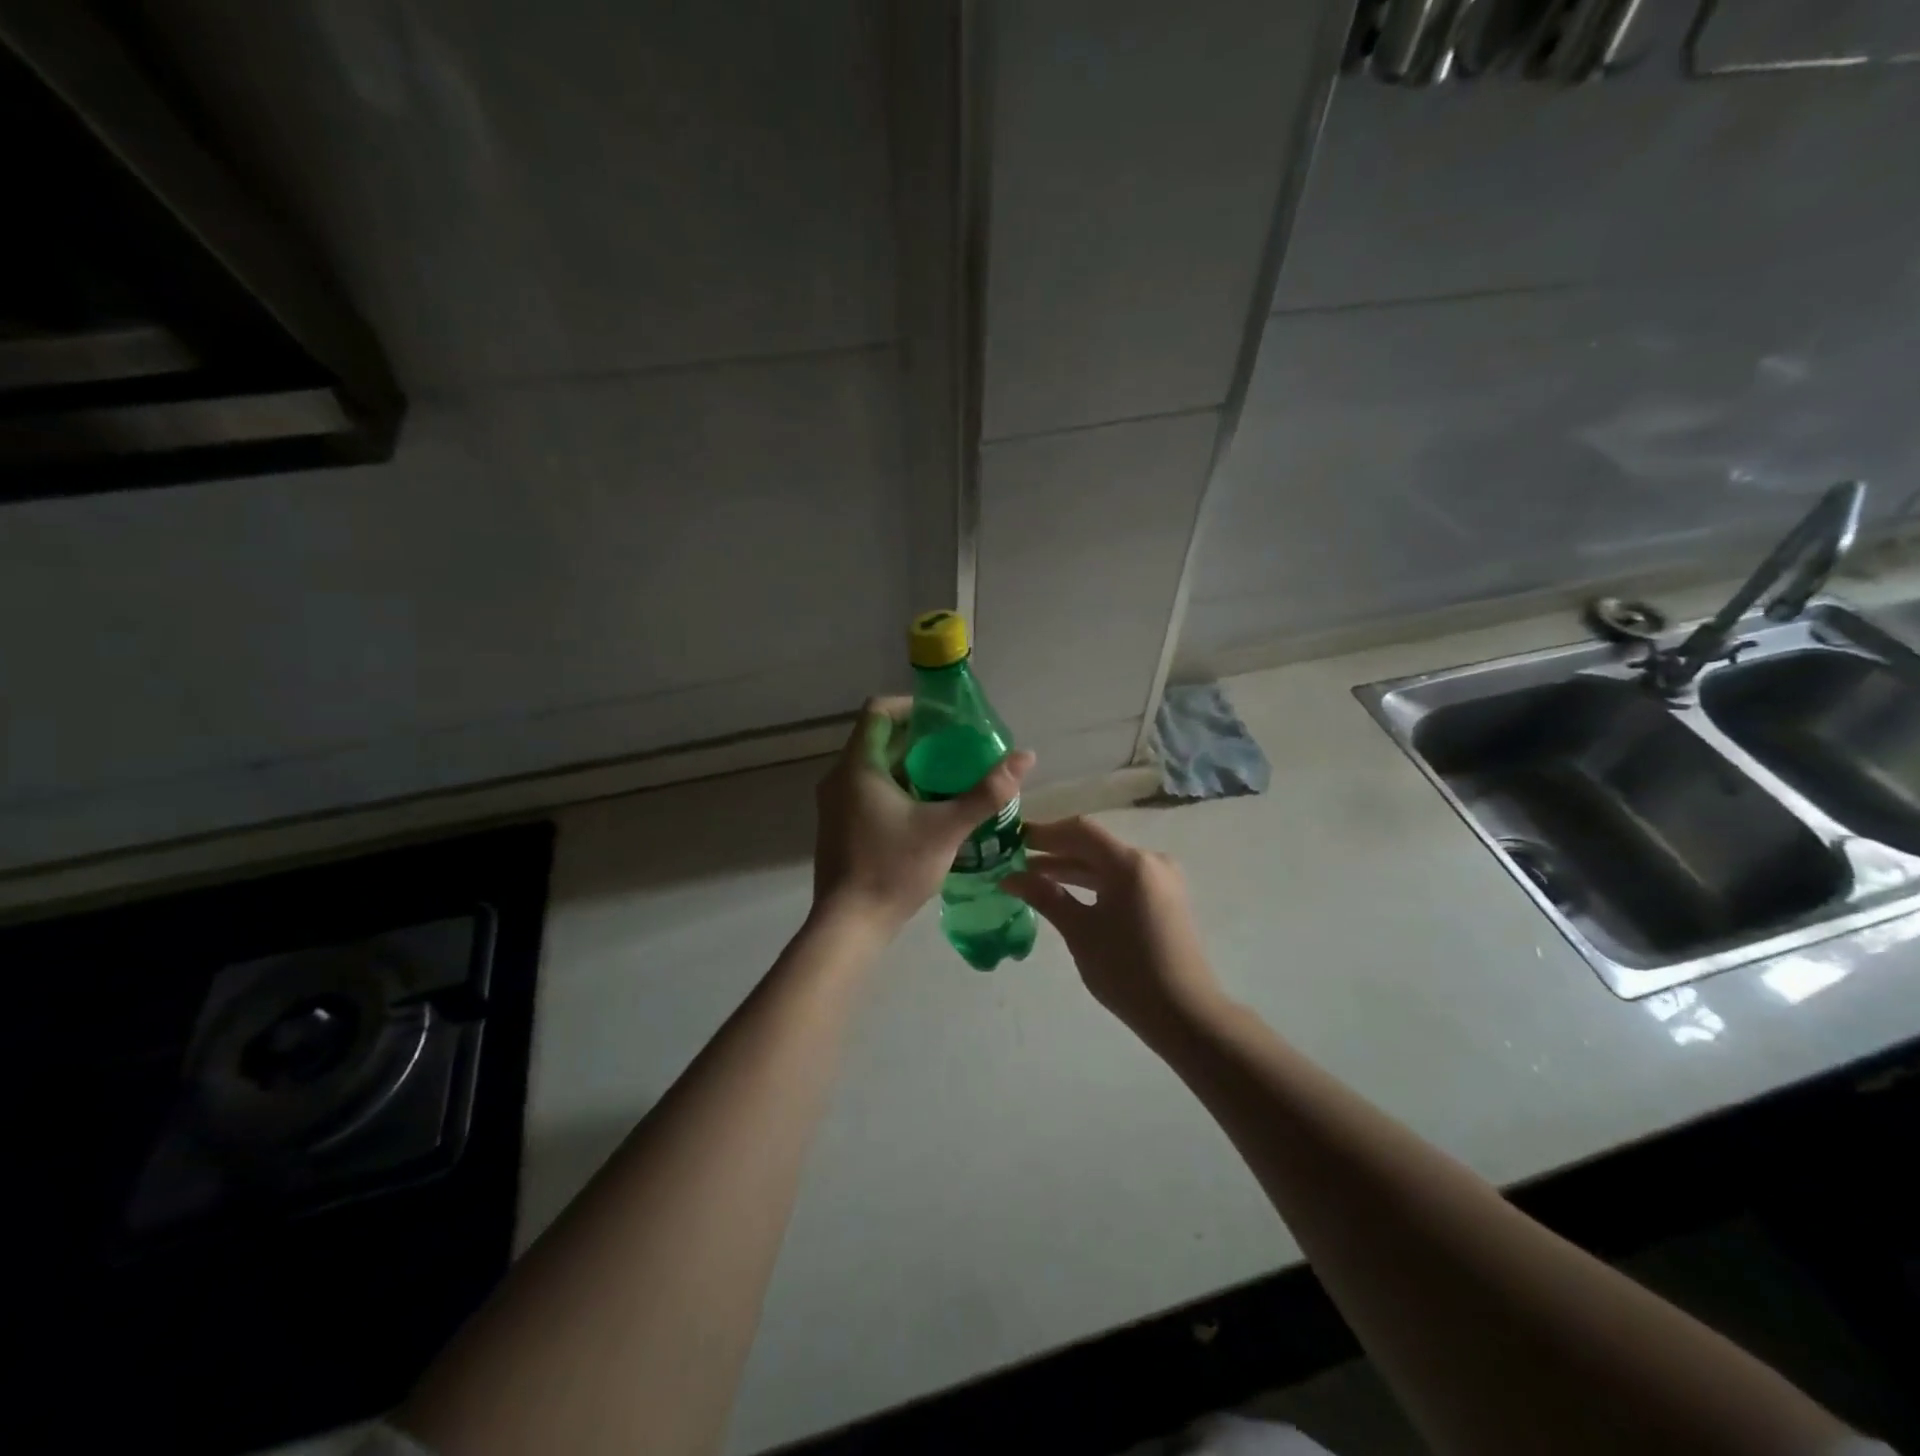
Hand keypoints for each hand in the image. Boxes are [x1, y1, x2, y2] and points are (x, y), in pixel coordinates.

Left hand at [813, 697, 1034, 934]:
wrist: (850, 924)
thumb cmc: (894, 868)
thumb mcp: (948, 828)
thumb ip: (987, 792)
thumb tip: (1026, 756)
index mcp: (858, 765)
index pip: (879, 710)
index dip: (912, 706)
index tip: (945, 721)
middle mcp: (839, 776)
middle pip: (879, 738)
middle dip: (920, 740)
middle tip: (959, 751)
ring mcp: (835, 803)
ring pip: (874, 767)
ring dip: (910, 766)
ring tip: (950, 779)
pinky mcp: (839, 825)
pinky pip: (867, 790)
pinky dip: (896, 788)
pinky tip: (926, 810)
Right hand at [1004, 818, 1222, 1038]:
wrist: (1184, 1014)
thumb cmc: (1127, 971)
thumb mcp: (1080, 932)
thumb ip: (1045, 896)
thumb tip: (1010, 877)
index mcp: (1130, 863)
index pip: (1080, 831)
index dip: (1044, 833)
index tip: (1013, 839)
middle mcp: (1149, 861)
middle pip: (1094, 845)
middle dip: (1054, 851)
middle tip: (1015, 859)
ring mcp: (1161, 879)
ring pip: (1107, 863)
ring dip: (1072, 868)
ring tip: (1032, 876)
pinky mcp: (1164, 898)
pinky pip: (1122, 878)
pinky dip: (1093, 882)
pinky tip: (1066, 892)